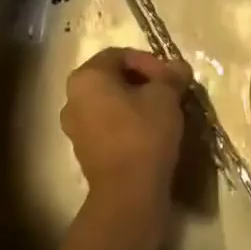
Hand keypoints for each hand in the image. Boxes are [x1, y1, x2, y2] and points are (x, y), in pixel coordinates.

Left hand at [60, 47, 191, 233]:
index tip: (170, 78)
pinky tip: (150, 133)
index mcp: (86, 77)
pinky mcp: (84, 152)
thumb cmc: (143, 133)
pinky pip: (107, 126)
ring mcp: (75, 128)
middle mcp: (72, 98)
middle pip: (112, 78)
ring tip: (162, 112)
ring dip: (135, 102)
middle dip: (143, 81)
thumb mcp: (165, 96)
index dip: (149, 61)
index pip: (119, 55)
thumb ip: (171, 75)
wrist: (128, 194)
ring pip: (110, 103)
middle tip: (168, 92)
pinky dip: (127, 123)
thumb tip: (178, 67)